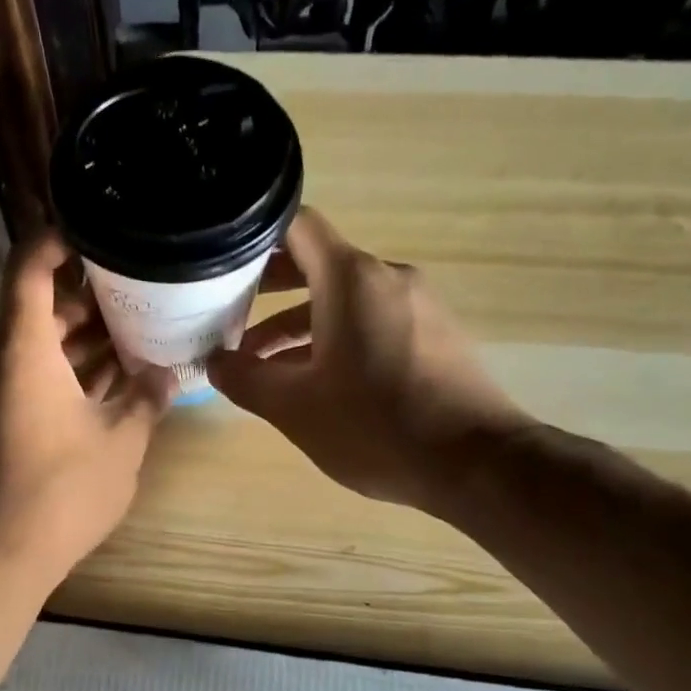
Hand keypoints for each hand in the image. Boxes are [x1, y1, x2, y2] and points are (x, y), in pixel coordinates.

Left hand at [0, 233, 174, 588]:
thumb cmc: (61, 490)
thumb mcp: (122, 440)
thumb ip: (148, 397)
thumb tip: (166, 372)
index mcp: (22, 348)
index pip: (29, 266)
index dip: (58, 237)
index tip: (98, 226)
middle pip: (40, 308)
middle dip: (90, 297)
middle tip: (143, 285)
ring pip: (41, 348)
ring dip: (85, 340)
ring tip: (140, 329)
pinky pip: (35, 379)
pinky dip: (70, 373)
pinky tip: (116, 380)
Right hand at [207, 207, 533, 511]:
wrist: (475, 463)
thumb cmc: (375, 427)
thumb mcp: (295, 408)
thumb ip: (246, 379)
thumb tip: (214, 363)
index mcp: (351, 280)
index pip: (296, 226)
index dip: (253, 237)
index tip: (220, 261)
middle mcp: (386, 278)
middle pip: (317, 262)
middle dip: (268, 286)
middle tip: (226, 311)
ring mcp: (416, 305)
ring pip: (343, 298)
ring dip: (298, 322)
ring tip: (259, 361)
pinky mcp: (433, 334)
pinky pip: (372, 320)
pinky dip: (334, 336)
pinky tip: (313, 378)